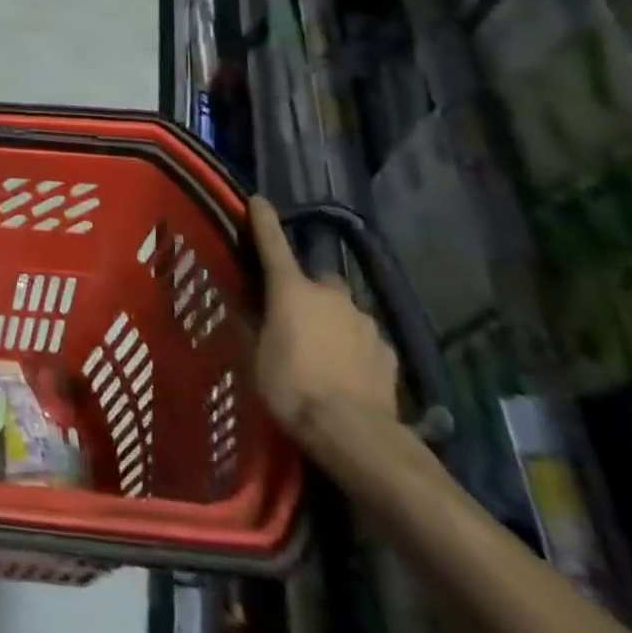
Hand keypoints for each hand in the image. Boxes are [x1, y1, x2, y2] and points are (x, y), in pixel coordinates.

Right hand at [249, 197, 399, 443]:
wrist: (354, 432)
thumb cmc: (289, 386)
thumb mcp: (254, 355)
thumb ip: (252, 323)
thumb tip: (243, 303)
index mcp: (292, 290)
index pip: (273, 245)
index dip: (263, 222)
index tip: (258, 200)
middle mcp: (331, 296)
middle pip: (317, 280)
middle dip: (307, 290)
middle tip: (291, 314)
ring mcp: (365, 322)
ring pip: (343, 309)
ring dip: (330, 319)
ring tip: (318, 350)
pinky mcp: (388, 351)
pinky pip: (363, 338)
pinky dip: (352, 345)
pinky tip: (344, 370)